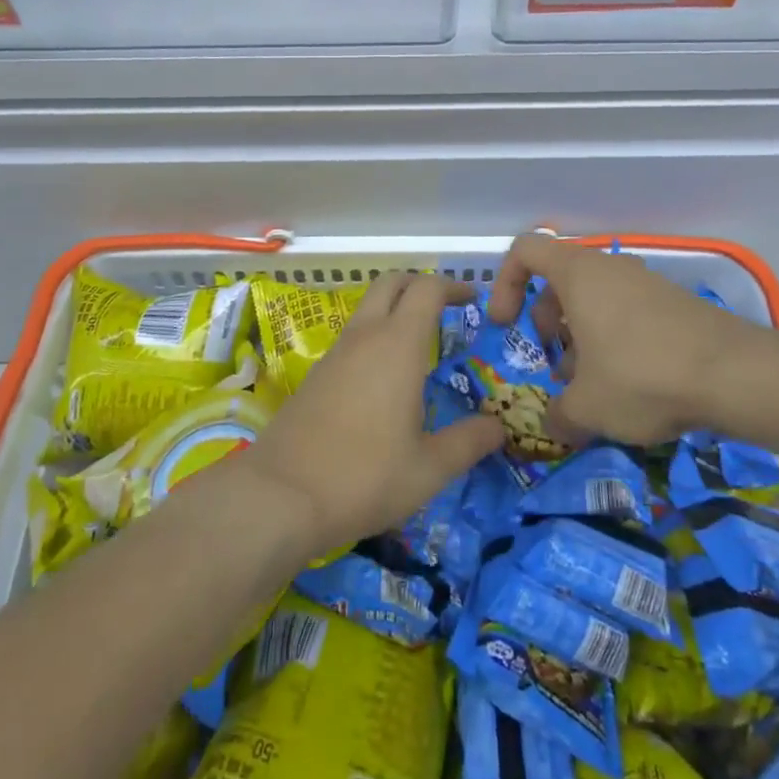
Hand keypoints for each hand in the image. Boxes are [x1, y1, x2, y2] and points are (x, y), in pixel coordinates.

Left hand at [242, 272, 505, 555]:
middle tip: (445, 308)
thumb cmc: (364, 476)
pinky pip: (352, 338)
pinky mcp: (315, 374)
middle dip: (420, 285)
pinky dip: (374, 338)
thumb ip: (468, 443)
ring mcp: (335, 353)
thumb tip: (499, 428)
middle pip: (391, 283)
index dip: (452, 286)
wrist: (279, 495)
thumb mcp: (428, 469)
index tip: (472, 298)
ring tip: (419, 346)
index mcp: (398, 345)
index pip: (427, 289)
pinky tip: (384, 379)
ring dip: (394, 311)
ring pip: (368, 309)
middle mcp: (365, 337)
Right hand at [486, 232, 751, 445]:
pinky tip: (629, 387)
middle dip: (545, 323)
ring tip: (590, 387)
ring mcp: (645, 283)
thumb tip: (552, 422)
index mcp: (577, 274)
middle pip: (559, 281)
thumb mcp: (587, 406)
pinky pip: (626, 313)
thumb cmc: (642, 376)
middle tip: (551, 366)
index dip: (504, 284)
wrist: (735, 375)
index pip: (525, 250)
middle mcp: (609, 268)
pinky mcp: (673, 304)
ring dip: (580, 338)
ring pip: (594, 300)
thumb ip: (557, 415)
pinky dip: (613, 341)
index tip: (506, 326)